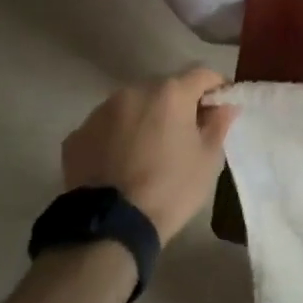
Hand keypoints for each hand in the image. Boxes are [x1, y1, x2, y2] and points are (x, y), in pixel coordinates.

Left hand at [62, 68, 237, 240]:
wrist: (110, 227)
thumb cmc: (170, 189)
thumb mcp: (207, 160)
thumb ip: (218, 125)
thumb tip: (225, 106)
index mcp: (170, 93)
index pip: (202, 75)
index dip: (216, 87)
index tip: (220, 106)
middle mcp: (134, 91)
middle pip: (164, 89)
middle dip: (177, 105)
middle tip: (184, 133)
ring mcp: (100, 112)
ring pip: (132, 106)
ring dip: (144, 119)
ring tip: (147, 150)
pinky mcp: (77, 135)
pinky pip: (105, 128)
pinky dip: (116, 138)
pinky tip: (119, 164)